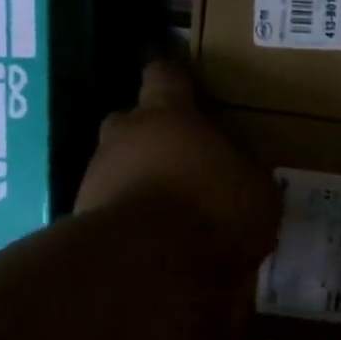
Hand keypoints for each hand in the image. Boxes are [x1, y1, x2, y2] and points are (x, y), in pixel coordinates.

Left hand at [75, 59, 278, 277]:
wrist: (147, 263)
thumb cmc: (211, 207)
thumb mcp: (256, 191)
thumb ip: (246, 174)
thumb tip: (242, 176)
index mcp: (167, 113)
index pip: (165, 75)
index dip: (173, 75)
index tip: (178, 77)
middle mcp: (124, 135)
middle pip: (133, 122)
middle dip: (153, 137)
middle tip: (183, 159)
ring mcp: (96, 177)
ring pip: (120, 169)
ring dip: (141, 184)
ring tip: (173, 213)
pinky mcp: (84, 219)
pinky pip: (114, 211)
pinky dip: (133, 222)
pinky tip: (157, 246)